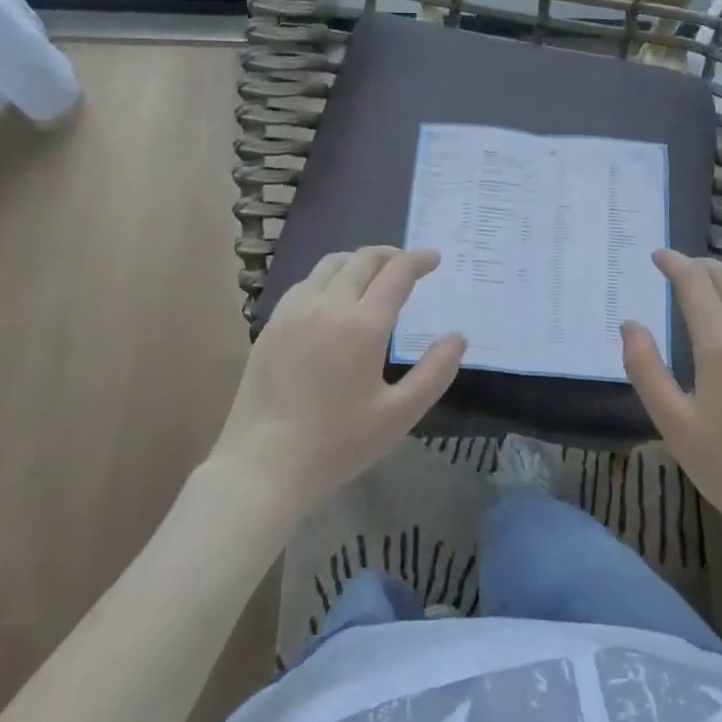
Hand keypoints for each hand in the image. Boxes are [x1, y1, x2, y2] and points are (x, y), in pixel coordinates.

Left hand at [209, 247, 466, 524]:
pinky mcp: (272, 324)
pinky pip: (305, 283)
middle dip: (390, 255)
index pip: (397, 272)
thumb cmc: (337, 444)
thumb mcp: (399, 415)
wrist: (263, 466)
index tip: (434, 259)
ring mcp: (294, 312)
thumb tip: (458, 338)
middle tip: (407, 265)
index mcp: (362, 325)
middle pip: (363, 260)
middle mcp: (327, 305)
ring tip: (372, 276)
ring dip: (358, 262)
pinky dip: (328, 278)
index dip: (419, 260)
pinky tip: (333, 300)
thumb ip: (434, 372)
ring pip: (330, 264)